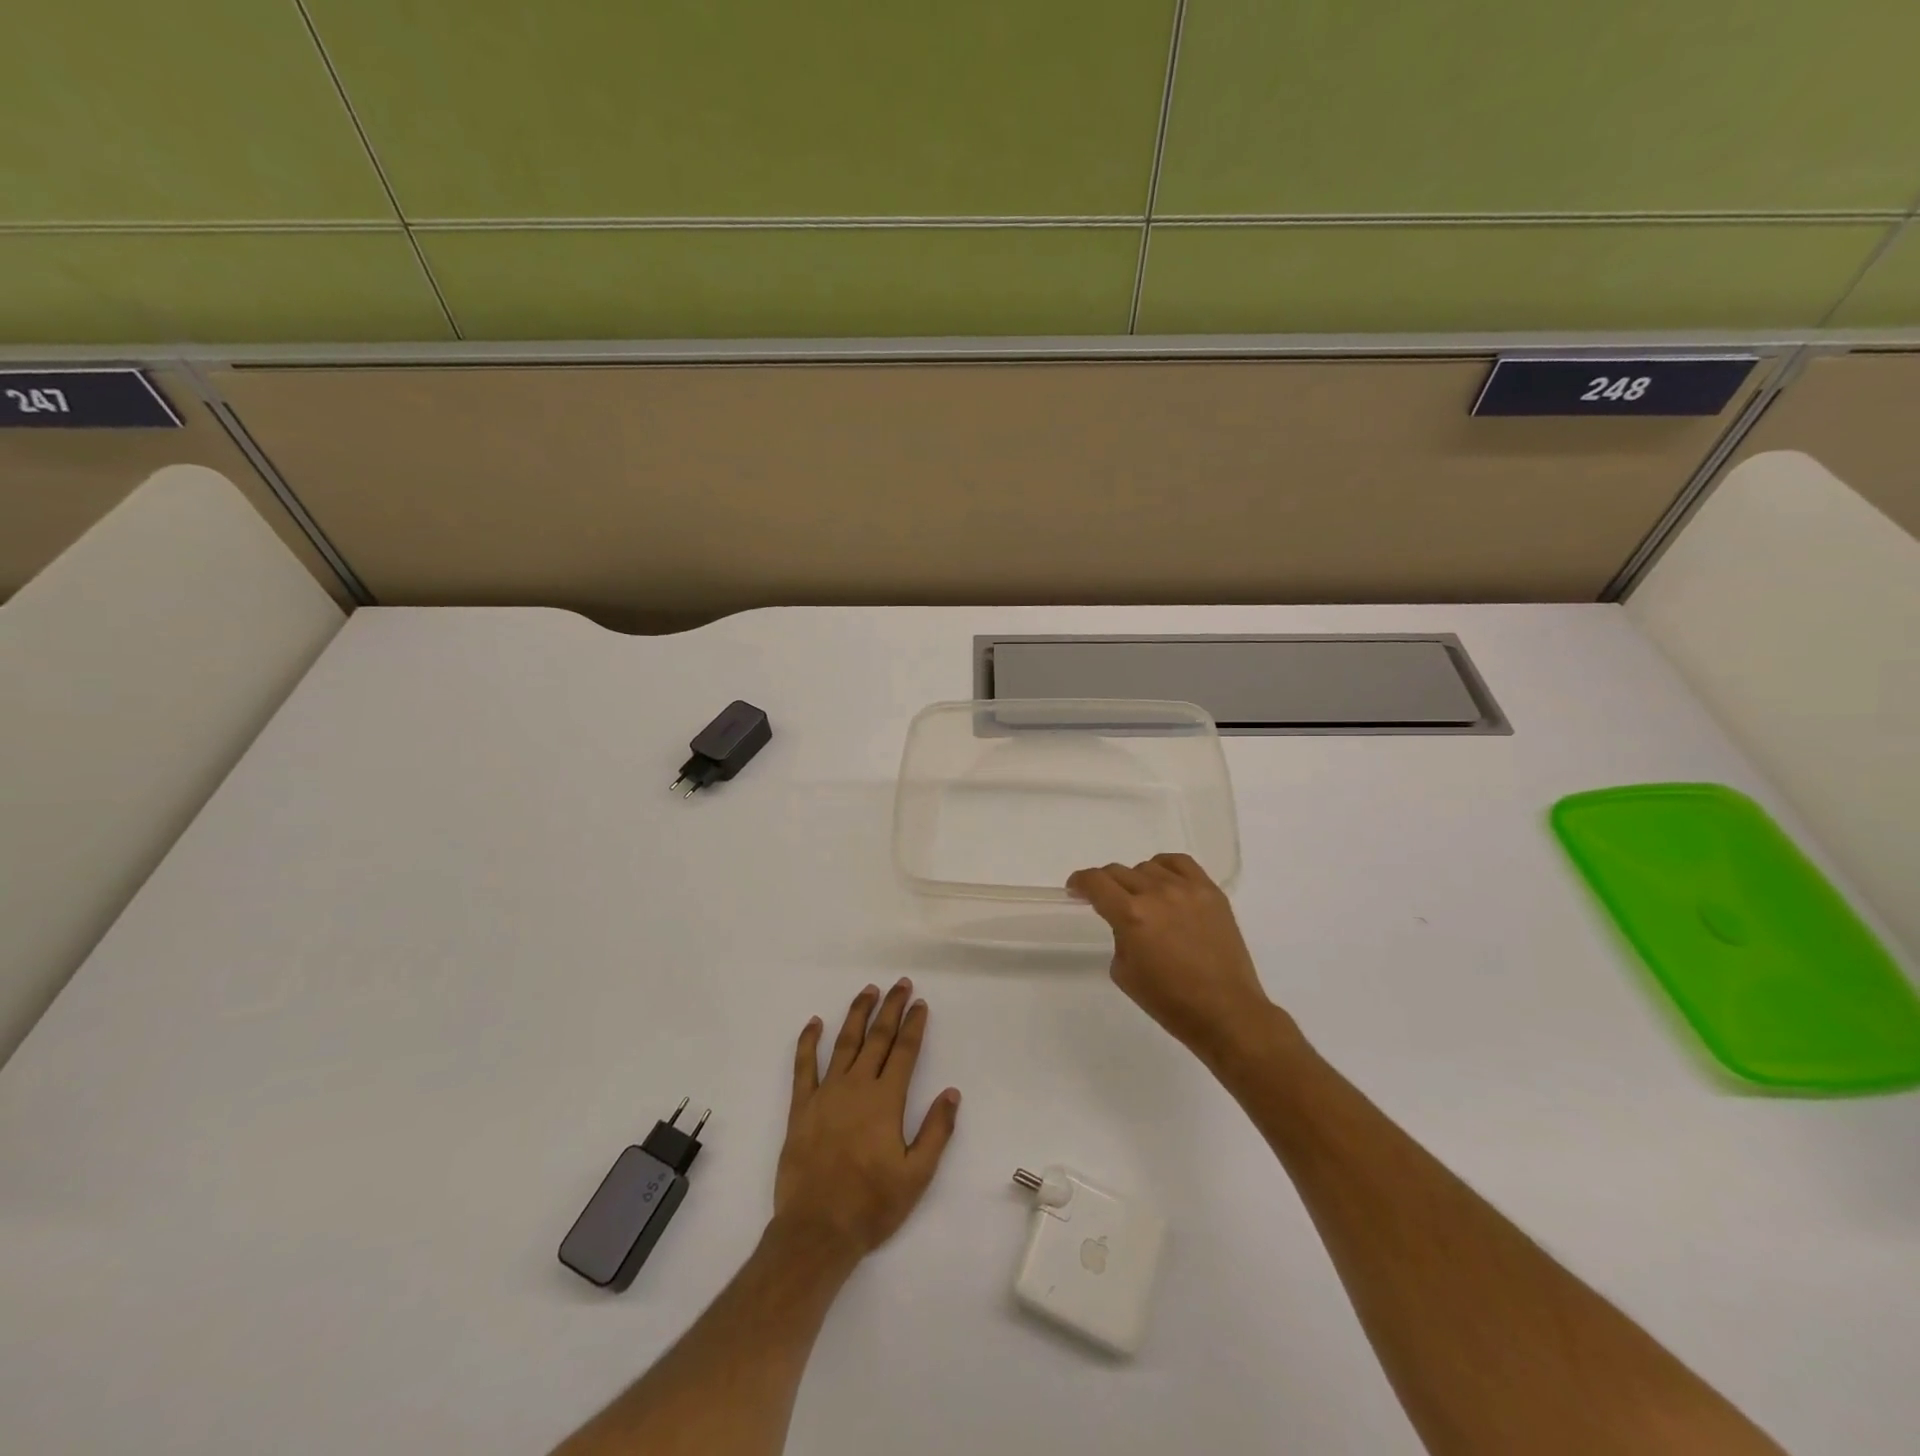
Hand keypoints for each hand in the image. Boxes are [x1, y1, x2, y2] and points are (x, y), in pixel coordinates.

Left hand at [774, 980, 959, 1264]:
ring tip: (868, 991)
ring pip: (844, 1042)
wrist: (816, 1230)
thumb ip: (936, 1131)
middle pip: (877, 1038)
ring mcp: (826, 1094)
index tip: (920, 1003)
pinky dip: (808, 1042)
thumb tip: (952, 1093)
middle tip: (900, 984)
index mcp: (886, 1101)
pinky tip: (814, 1022)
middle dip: (890, 1008)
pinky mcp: (801, 1107)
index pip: (904, 1052)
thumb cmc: (872, 1205)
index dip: (914, 1025)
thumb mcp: (916, 1175)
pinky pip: (803, 1066)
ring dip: (857, 1014)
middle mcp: (857, 1087)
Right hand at [1067, 853, 1281, 1065]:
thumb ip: (1118, 935)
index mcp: (1131, 916)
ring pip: (1148, 867)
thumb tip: (1125, 921)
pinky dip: (1165, 868)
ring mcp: (1187, 889)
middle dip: (1105, 884)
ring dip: (1136, 881)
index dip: (1080, 882)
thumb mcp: (1124, 972)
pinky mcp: (1211, 892)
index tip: (1076, 889)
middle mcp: (1157, 894)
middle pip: (1118, 872)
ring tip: (1142, 899)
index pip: (1096, 882)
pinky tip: (1165, 883)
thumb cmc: (1169, 1001)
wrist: (1225, 1011)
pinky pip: (1181, 864)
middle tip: (1106, 900)